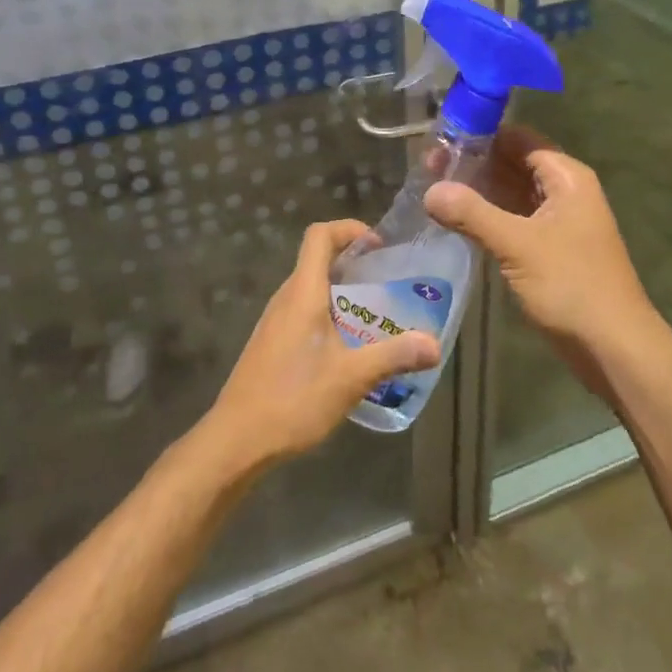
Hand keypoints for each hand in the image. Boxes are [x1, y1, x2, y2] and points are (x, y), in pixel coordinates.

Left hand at [204, 220, 440, 472]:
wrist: (236, 442)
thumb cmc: (293, 399)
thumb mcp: (351, 378)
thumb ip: (393, 356)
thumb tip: (434, 345)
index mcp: (302, 292)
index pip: (319, 235)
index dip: (349, 229)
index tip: (378, 247)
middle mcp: (286, 298)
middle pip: (318, 260)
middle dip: (355, 264)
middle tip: (390, 284)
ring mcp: (275, 322)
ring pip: (312, 290)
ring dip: (343, 293)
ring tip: (377, 317)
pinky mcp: (272, 345)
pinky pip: (304, 314)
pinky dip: (330, 316)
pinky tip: (350, 350)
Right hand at [424, 137, 662, 396]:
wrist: (613, 347)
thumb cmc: (571, 285)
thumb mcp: (517, 244)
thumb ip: (472, 213)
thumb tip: (430, 190)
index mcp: (566, 178)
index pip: (518, 139)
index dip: (481, 135)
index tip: (440, 139)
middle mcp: (564, 192)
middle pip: (514, 164)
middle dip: (474, 164)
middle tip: (427, 167)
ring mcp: (558, 223)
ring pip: (512, 194)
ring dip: (478, 192)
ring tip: (433, 189)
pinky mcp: (550, 250)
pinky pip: (514, 221)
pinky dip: (487, 218)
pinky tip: (455, 221)